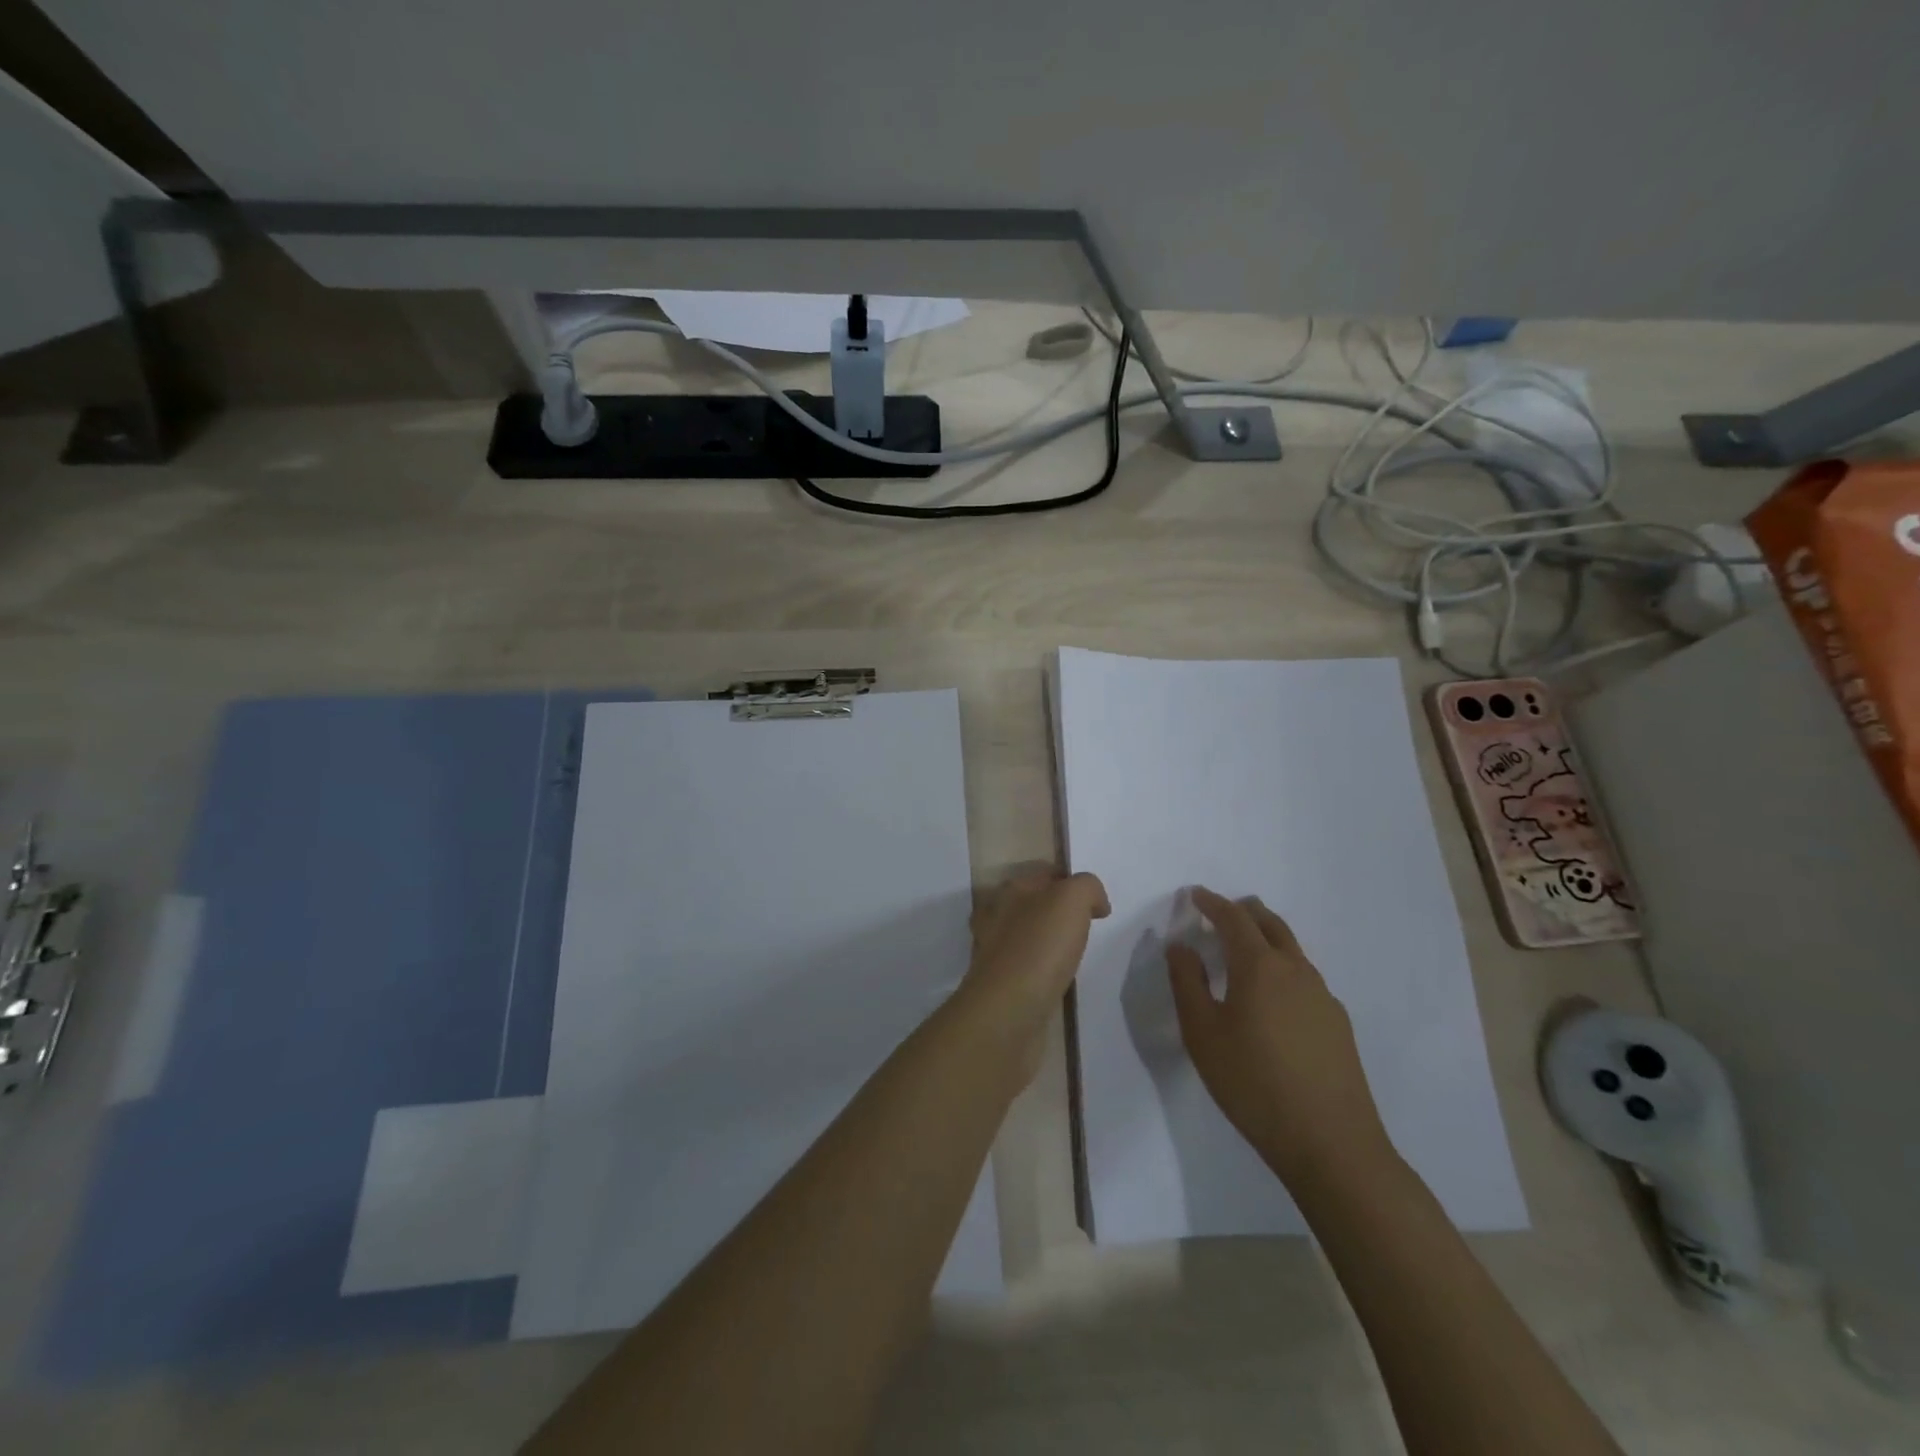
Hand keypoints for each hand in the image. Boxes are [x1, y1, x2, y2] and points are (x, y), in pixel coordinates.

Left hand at [963, 867, 1109, 1072]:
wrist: (1008, 1011)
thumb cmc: (1039, 947)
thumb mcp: (1071, 900)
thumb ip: (1087, 888)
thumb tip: (1096, 902)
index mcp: (1009, 890)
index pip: (1043, 873)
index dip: (1071, 881)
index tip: (1096, 903)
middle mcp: (995, 916)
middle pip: (1033, 904)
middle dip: (1059, 912)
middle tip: (1087, 928)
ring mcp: (993, 951)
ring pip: (1027, 936)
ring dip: (1049, 941)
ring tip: (1075, 954)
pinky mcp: (998, 984)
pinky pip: (1026, 967)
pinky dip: (1042, 969)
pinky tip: (1058, 979)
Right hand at [1167, 887, 1392, 1189]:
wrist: (1331, 1144)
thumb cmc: (1253, 1083)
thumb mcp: (1202, 1034)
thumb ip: (1187, 983)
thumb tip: (1180, 946)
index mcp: (1259, 966)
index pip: (1233, 918)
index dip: (1212, 903)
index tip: (1195, 895)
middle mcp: (1295, 970)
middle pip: (1270, 924)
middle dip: (1244, 911)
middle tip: (1223, 910)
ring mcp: (1323, 996)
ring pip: (1292, 949)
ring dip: (1266, 937)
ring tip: (1246, 948)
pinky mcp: (1338, 1023)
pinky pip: (1305, 978)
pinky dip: (1283, 967)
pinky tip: (1274, 997)